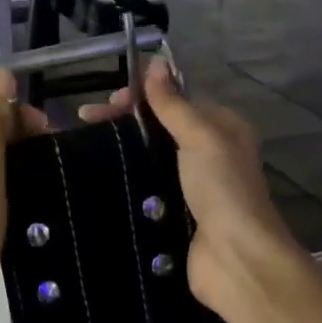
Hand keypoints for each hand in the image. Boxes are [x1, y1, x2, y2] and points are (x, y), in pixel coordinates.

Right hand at [80, 62, 307, 322]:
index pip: (176, 99)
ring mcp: (191, 186)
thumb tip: (155, 62)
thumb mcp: (200, 136)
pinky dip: (125, 180)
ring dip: (122, 150)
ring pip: (150, 157)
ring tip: (86, 146)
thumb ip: (174, 103)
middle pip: (160, 127)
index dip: (143, 94)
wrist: (235, 259)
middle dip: (126, 120)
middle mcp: (209, 153)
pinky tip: (97, 177)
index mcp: (222, 128)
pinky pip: (146, 187)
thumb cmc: (222, 189)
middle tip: (87, 121)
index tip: (110, 100)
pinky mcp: (174, 213)